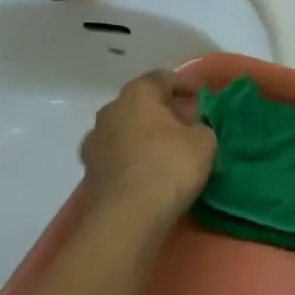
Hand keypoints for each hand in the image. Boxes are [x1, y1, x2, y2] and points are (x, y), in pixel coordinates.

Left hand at [81, 71, 215, 225]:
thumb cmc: (169, 166)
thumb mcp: (203, 142)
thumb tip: (192, 130)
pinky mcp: (90, 173)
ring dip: (145, 136)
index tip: (199, 95)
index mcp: (136, 95)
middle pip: (140, 104)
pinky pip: (118, 156)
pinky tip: (151, 172)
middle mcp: (109, 112)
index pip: (161, 78)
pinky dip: (134, 158)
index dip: (183, 84)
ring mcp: (94, 143)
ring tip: (168, 150)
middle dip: (163, 111)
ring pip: (125, 130)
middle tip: (187, 123)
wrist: (127, 216)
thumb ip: (200, 128)